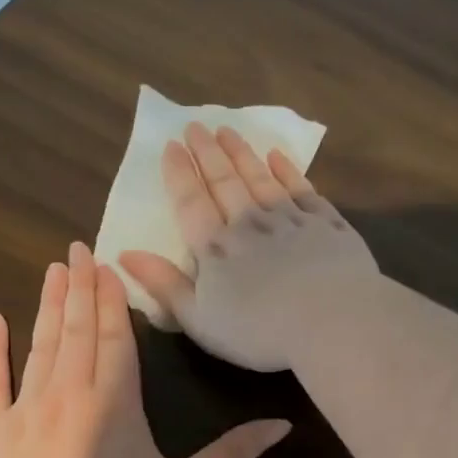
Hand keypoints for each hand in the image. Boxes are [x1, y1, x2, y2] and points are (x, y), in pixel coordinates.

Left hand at [0, 242, 290, 457]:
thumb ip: (233, 455)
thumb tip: (284, 425)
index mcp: (116, 398)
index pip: (115, 334)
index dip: (112, 296)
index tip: (104, 261)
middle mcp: (70, 389)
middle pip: (78, 328)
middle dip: (81, 287)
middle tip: (76, 248)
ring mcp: (25, 406)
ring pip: (41, 343)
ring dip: (49, 305)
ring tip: (53, 271)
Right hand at [119, 123, 378, 371]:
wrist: (332, 322)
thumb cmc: (260, 332)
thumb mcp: (200, 320)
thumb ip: (164, 285)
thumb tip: (124, 254)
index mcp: (216, 248)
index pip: (191, 202)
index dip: (179, 174)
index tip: (171, 146)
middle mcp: (250, 223)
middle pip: (224, 181)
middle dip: (208, 153)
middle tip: (196, 126)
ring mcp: (291, 219)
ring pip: (261, 178)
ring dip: (243, 154)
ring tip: (229, 131)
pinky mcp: (326, 224)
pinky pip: (302, 189)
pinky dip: (288, 171)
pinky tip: (279, 157)